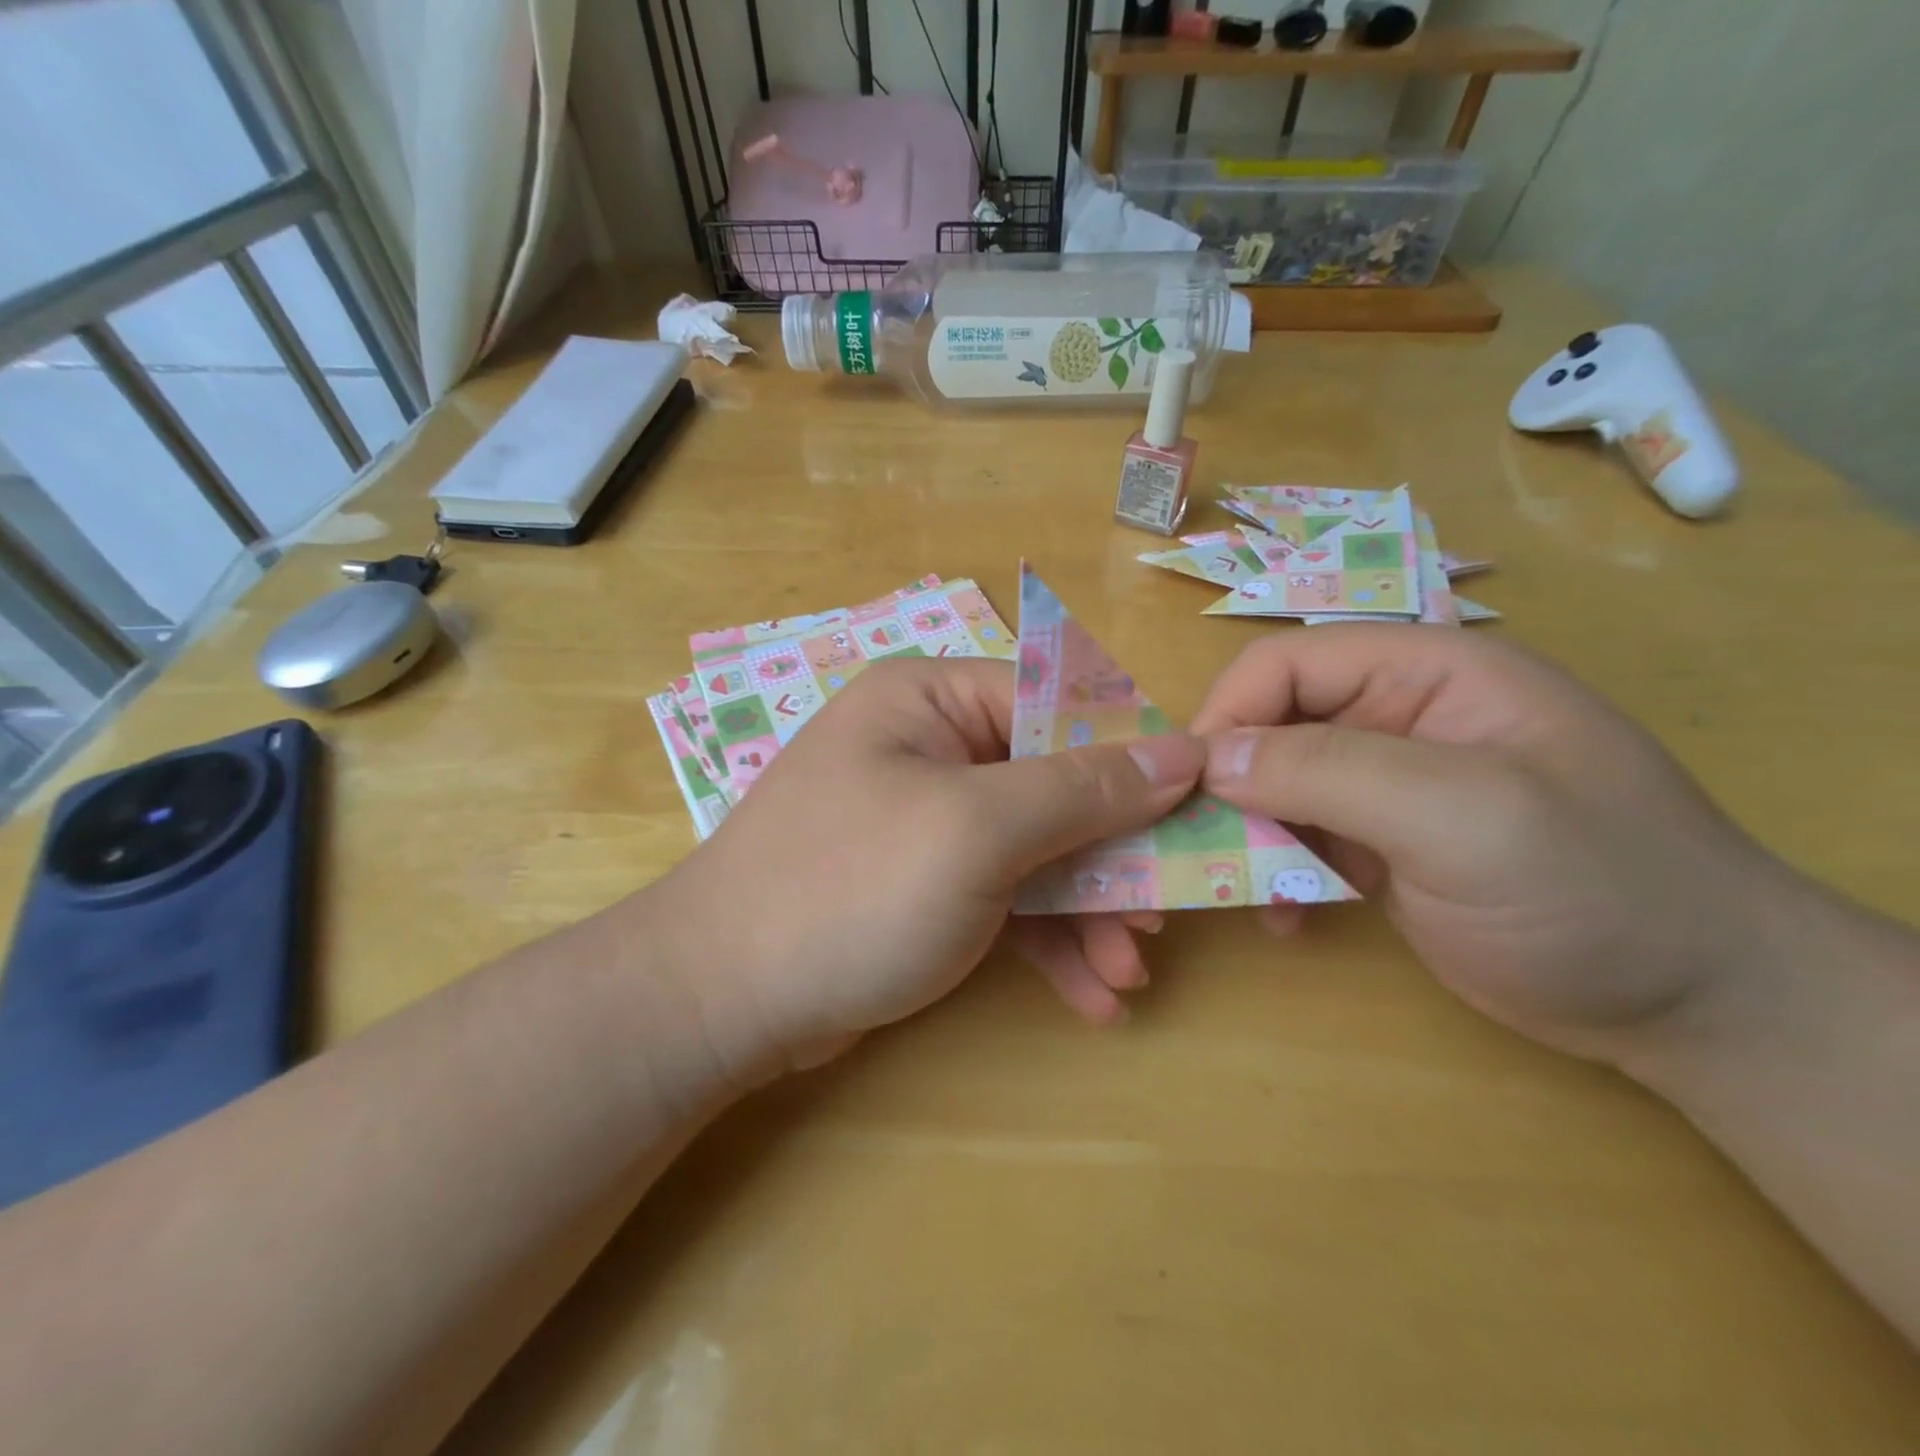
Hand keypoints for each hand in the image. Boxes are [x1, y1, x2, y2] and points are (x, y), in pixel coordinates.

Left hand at [655, 658, 1205, 1075]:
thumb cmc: (850, 890)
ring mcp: (927, 819)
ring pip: (1035, 850)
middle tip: (1160, 917)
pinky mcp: (923, 884)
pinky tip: (1087, 996)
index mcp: (932, 698)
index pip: (1058, 704)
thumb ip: (1082, 789)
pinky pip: (1004, 897)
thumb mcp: (976, 830)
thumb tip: (1180, 750)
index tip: (1191, 813)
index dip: (1129, 756)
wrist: (723, 1001)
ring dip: (1087, 913)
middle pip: (1053, 784)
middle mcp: (931, 746)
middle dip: (1111, 857)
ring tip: (1127, 975)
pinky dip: (1047, 942)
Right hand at [1191, 626, 1798, 1067]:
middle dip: (1227, 781)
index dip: (1228, 714)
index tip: (1190, 788)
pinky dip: (1275, 869)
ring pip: (1274, 783)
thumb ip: (1329, 770)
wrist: (1701, 1010)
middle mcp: (1398, 716)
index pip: (1288, 664)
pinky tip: (1286, 915)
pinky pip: (1298, 835)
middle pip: (1271, 723)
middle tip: (1198, 845)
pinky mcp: (1380, 843)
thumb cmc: (1598, 890)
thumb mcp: (1465, 816)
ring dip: (1245, 831)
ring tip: (1240, 888)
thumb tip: (1207, 758)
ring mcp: (1388, 783)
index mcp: (1426, 671)